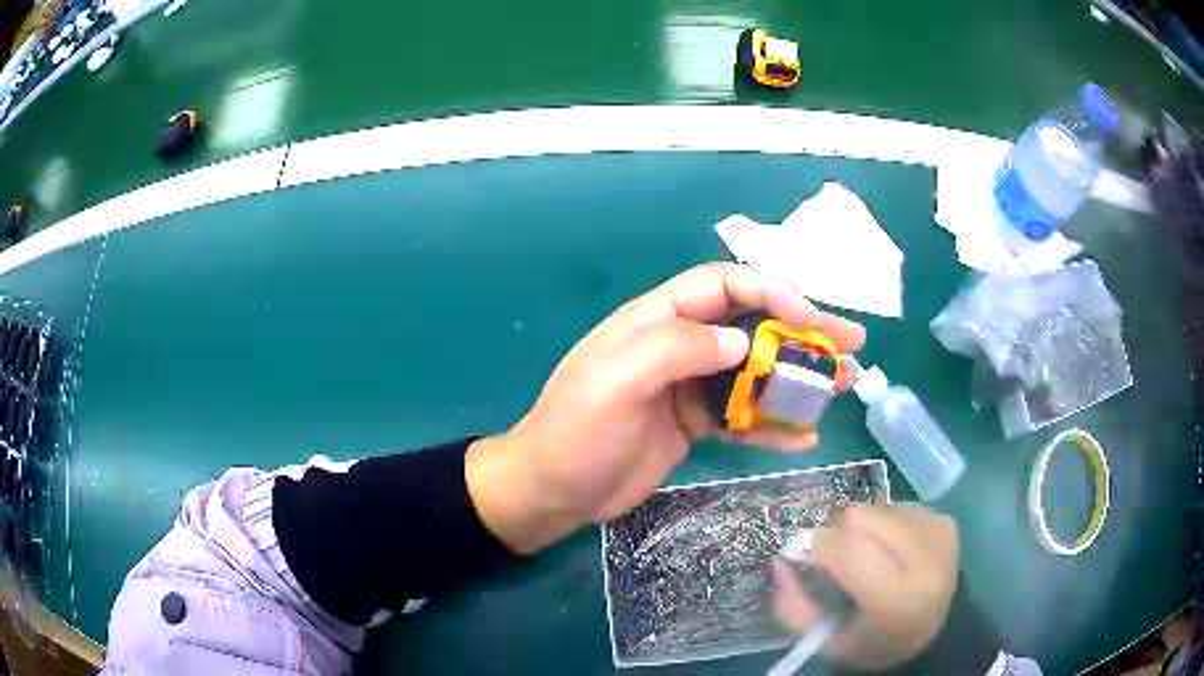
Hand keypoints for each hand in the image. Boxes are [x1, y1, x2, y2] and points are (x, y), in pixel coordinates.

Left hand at [465, 262, 864, 553]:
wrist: (553, 491)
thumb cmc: (577, 433)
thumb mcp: (616, 382)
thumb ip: (677, 349)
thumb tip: (743, 342)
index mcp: (657, 320)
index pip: (724, 285)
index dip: (771, 292)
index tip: (809, 320)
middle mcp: (680, 346)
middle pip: (752, 326)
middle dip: (803, 331)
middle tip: (852, 345)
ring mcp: (690, 387)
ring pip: (756, 372)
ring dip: (800, 377)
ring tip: (844, 385)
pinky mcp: (694, 425)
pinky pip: (743, 418)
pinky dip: (774, 425)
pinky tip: (805, 436)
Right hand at [771, 504, 958, 670]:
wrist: (934, 633)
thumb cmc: (874, 643)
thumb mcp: (825, 640)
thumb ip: (793, 606)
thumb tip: (779, 560)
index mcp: (896, 599)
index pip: (849, 551)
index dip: (816, 545)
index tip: (797, 551)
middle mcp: (925, 560)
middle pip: (862, 517)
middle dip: (837, 532)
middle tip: (834, 556)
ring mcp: (938, 534)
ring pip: (878, 506)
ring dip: (862, 527)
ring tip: (866, 555)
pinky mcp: (946, 521)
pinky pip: (898, 505)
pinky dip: (884, 523)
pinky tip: (890, 548)